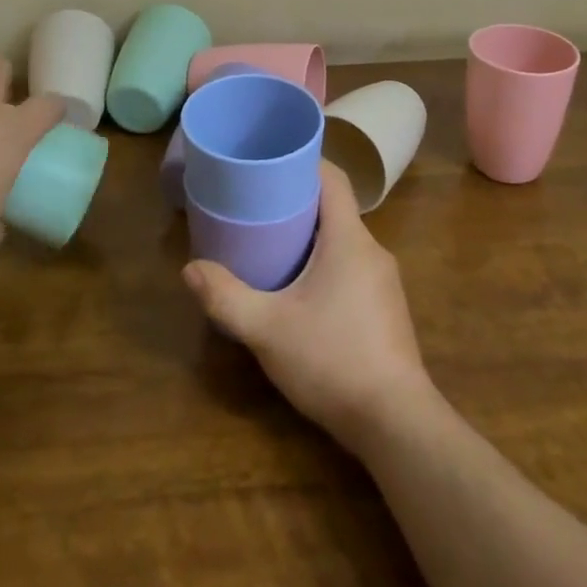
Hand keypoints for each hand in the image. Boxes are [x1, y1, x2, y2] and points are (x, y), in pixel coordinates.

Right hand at [182, 162, 434, 446]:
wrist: (396, 423)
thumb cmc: (332, 360)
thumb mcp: (267, 329)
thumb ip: (225, 297)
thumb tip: (190, 268)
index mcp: (349, 239)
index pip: (334, 179)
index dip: (304, 163)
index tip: (271, 163)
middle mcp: (372, 250)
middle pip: (335, 208)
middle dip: (297, 202)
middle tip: (256, 206)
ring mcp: (384, 281)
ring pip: (343, 240)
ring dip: (310, 236)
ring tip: (271, 244)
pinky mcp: (386, 308)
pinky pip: (352, 266)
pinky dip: (325, 263)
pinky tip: (300, 289)